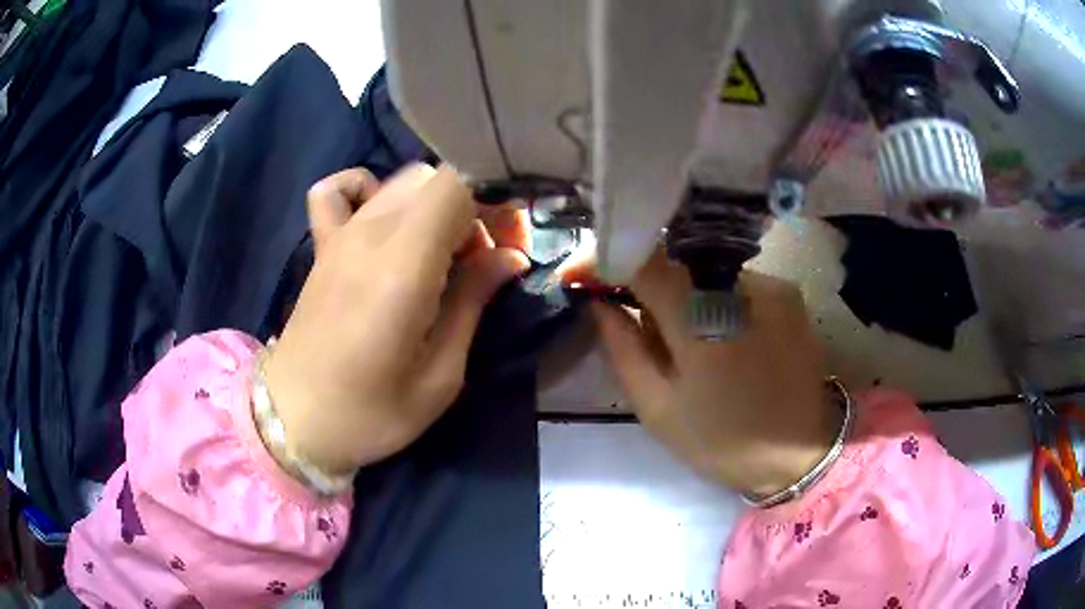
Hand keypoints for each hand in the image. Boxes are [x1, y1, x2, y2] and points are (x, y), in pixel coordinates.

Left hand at [263, 165, 530, 474]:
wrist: (295, 420)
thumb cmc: (371, 413)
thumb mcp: (439, 376)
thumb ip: (473, 303)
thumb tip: (510, 258)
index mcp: (403, 267)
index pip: (456, 185)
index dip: (493, 203)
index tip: (508, 246)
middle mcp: (370, 235)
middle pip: (436, 179)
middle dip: (472, 208)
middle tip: (483, 260)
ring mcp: (340, 236)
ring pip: (401, 182)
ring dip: (434, 206)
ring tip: (441, 253)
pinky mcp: (321, 247)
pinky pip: (338, 190)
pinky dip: (367, 190)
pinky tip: (379, 222)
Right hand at [559, 249, 840, 495]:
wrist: (803, 452)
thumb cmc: (725, 441)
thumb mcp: (659, 409)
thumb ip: (623, 349)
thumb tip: (599, 303)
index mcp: (700, 321)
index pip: (641, 259)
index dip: (602, 258)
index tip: (576, 275)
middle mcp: (739, 286)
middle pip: (672, 261)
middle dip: (640, 282)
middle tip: (624, 314)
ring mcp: (770, 285)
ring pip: (703, 272)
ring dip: (680, 295)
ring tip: (681, 339)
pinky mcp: (788, 293)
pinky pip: (733, 283)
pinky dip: (713, 301)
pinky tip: (719, 338)